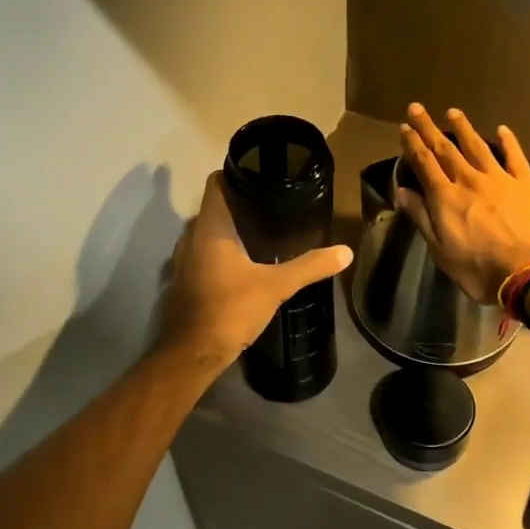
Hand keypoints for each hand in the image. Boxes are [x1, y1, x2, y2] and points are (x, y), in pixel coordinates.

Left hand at [157, 171, 354, 369]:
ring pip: (206, 233)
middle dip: (238, 204)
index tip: (261, 175)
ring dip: (227, 230)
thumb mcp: (276, 286)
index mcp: (210, 228)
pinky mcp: (184, 281)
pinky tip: (242, 263)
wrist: (192, 353)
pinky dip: (219, 252)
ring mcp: (183, 260)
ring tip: (261, 232)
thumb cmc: (231, 309)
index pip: (216, 184)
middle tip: (271, 204)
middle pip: (213, 208)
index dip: (235, 174)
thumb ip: (310, 267)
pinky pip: (202, 254)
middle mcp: (191, 236)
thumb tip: (346, 252)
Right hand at [395, 105, 529, 303]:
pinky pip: (515, 157)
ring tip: (453, 112)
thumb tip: (403, 192)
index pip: (424, 164)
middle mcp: (470, 181)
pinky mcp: (527, 184)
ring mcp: (500, 179)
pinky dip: (508, 142)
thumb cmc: (481, 270)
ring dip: (463, 129)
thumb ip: (422, 219)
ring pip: (478, 147)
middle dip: (429, 129)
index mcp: (446, 198)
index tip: (404, 127)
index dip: (413, 145)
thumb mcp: (442, 252)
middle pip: (446, 150)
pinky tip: (502, 130)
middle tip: (418, 108)